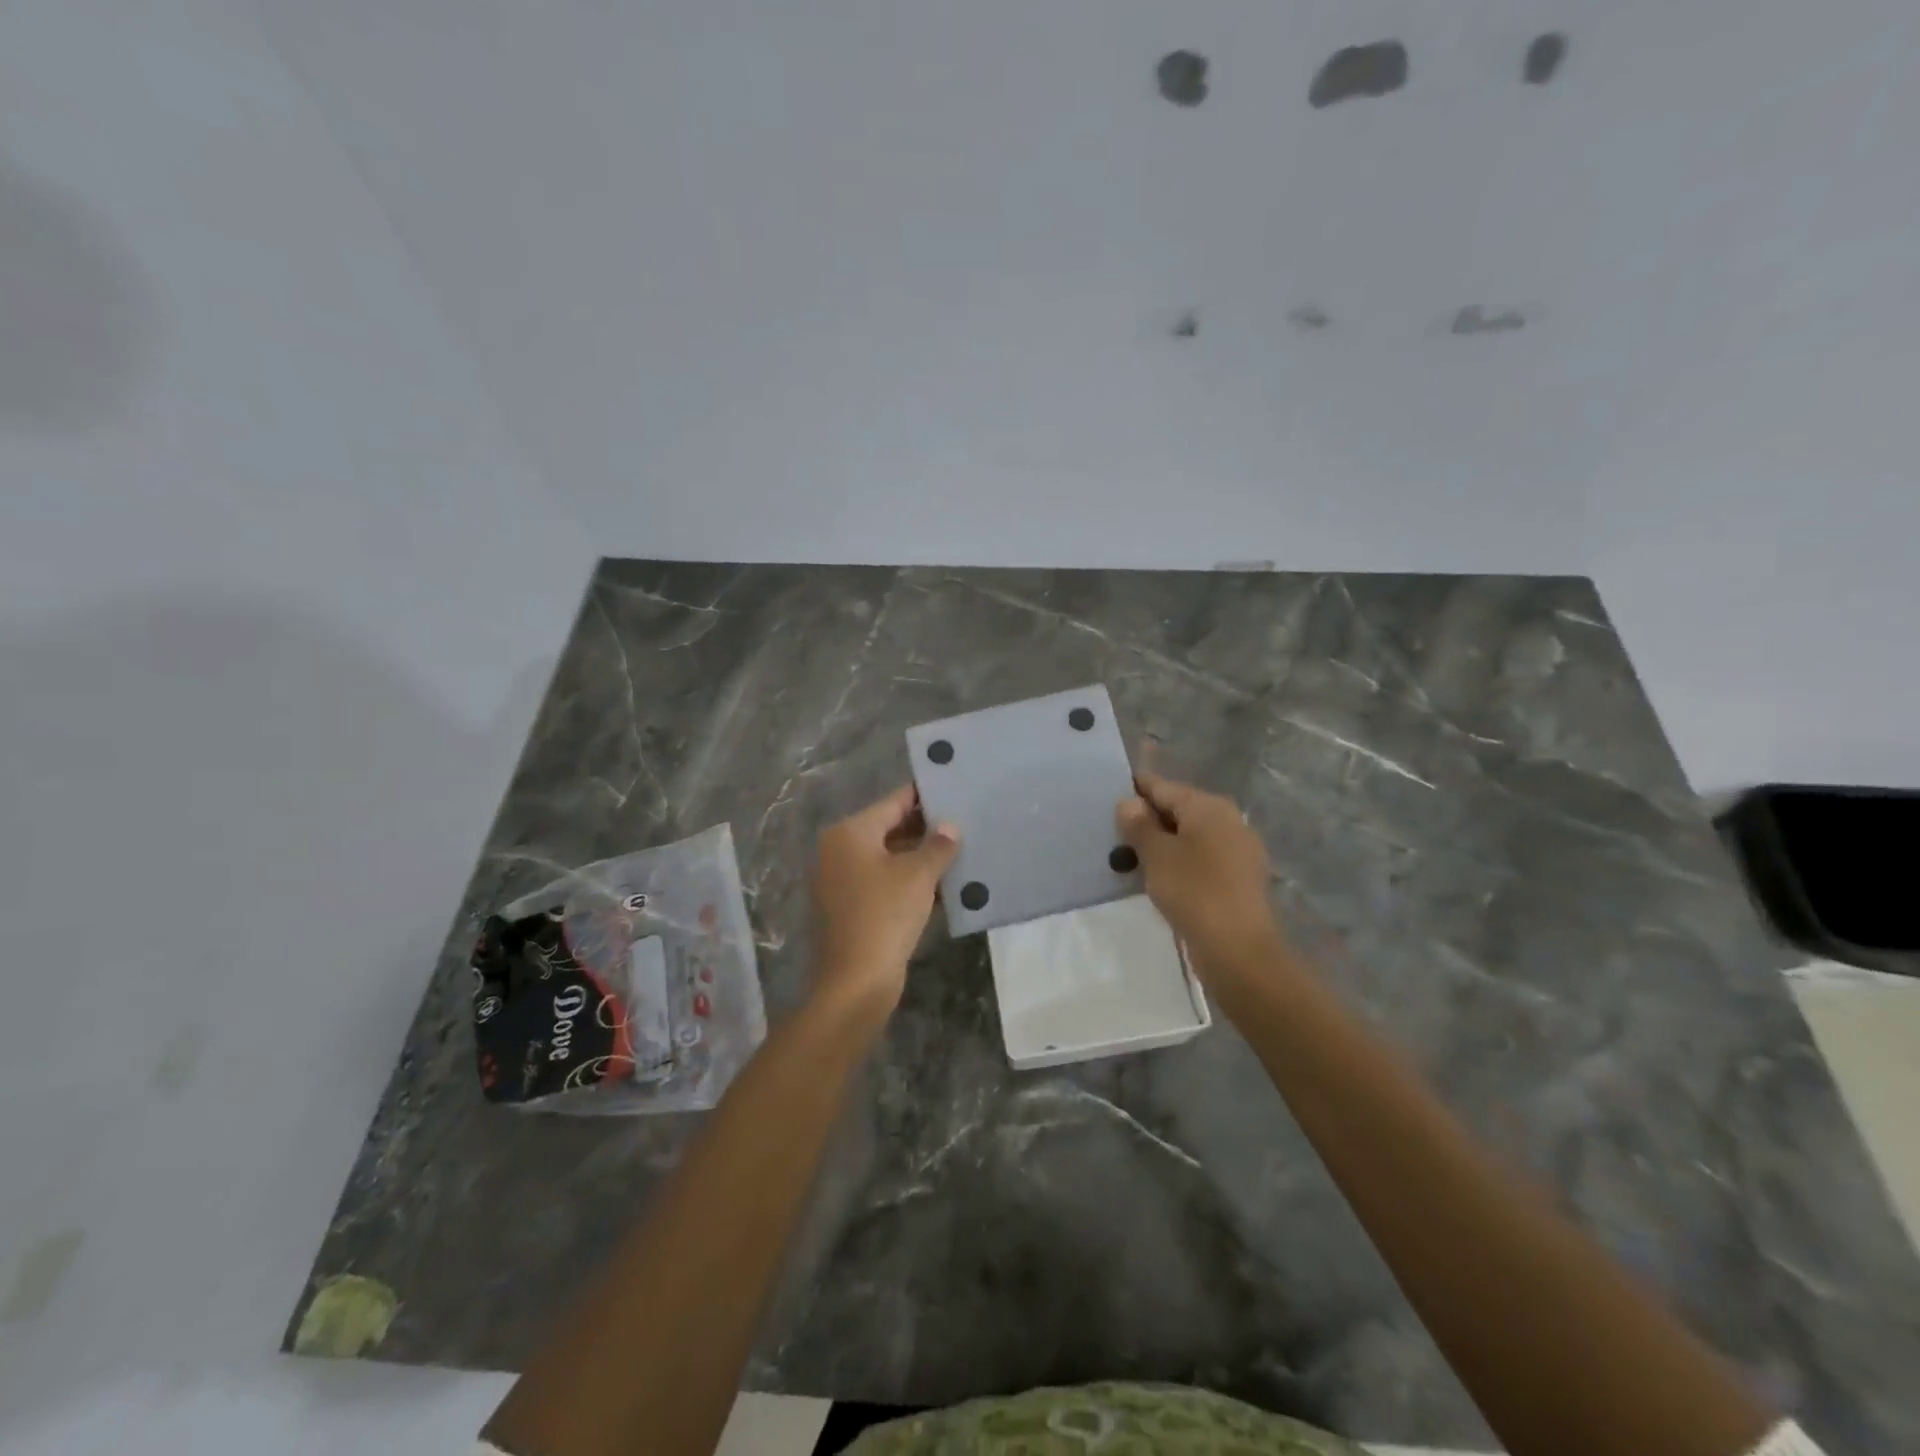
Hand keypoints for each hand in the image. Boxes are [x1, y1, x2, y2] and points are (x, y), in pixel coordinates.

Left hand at [812, 785, 958, 1014]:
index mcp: (850, 833)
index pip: (893, 802)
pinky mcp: (850, 908)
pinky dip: (909, 882)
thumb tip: (949, 828)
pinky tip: (944, 886)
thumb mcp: (919, 875)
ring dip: (920, 858)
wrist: (857, 982)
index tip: (952, 790)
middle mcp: (839, 851)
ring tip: (961, 852)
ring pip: (888, 858)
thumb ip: (937, 845)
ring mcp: (841, 881)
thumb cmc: (885, 915)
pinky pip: (884, 883)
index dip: (924, 796)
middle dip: (926, 829)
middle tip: (964, 823)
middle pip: (889, 829)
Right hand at [1117, 769, 1281, 977]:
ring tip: (1129, 854)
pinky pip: (1201, 858)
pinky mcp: (1239, 879)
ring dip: (1162, 842)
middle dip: (1147, 818)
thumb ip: (1140, 825)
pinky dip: (1179, 861)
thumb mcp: (1157, 855)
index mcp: (1209, 807)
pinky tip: (1157, 876)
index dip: (1135, 788)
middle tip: (1112, 829)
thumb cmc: (1194, 892)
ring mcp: (1238, 850)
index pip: (1163, 787)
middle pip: (1179, 810)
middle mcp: (1228, 820)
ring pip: (1190, 836)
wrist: (1238, 950)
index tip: (1107, 794)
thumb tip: (1129, 802)